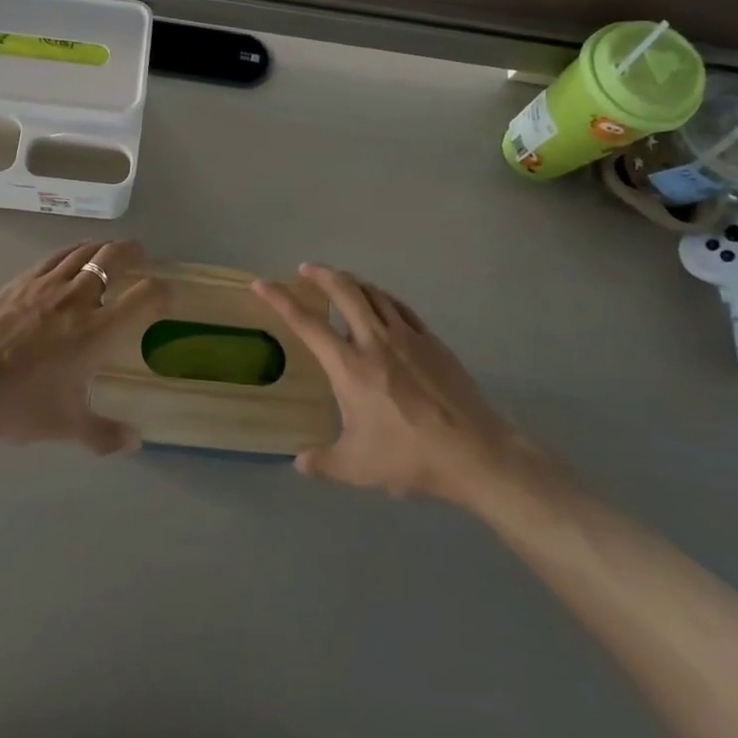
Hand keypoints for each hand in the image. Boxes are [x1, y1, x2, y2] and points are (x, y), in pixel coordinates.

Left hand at [0, 240, 158, 453]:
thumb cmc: (22, 403)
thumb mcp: (66, 426)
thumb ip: (104, 434)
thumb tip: (134, 443)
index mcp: (98, 332)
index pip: (146, 297)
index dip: (164, 293)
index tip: (167, 299)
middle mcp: (79, 299)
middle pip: (116, 258)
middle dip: (135, 254)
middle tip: (142, 258)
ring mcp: (49, 285)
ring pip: (85, 251)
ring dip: (105, 248)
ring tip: (111, 252)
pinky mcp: (23, 281)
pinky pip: (56, 256)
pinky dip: (74, 251)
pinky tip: (74, 256)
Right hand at [253, 264, 548, 501]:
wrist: (475, 453)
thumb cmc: (410, 457)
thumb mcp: (358, 468)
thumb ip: (324, 463)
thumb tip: (299, 463)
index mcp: (349, 367)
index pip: (307, 323)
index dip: (280, 299)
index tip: (262, 283)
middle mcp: (374, 341)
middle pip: (344, 291)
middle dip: (321, 274)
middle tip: (306, 269)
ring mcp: (407, 337)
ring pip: (374, 293)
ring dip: (352, 281)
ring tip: (341, 281)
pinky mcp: (432, 341)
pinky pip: (400, 307)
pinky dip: (382, 297)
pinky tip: (381, 302)